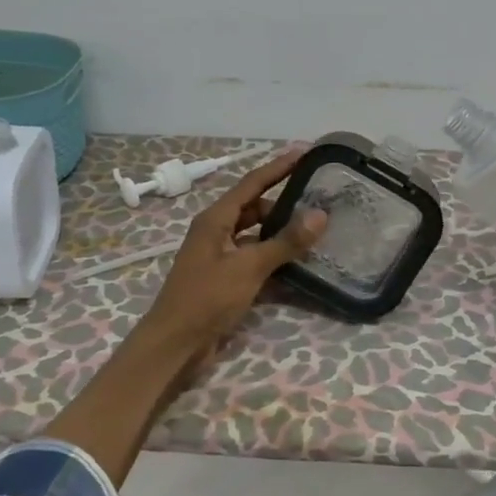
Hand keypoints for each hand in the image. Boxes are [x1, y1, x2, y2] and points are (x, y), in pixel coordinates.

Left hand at [138, 147, 328, 358]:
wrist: (175, 344)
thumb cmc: (206, 299)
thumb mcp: (248, 268)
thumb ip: (285, 242)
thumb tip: (320, 215)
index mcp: (216, 219)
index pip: (252, 182)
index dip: (279, 166)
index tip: (305, 151)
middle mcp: (217, 231)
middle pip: (255, 207)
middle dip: (285, 201)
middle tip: (319, 197)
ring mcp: (220, 255)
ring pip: (256, 233)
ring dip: (281, 231)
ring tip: (315, 228)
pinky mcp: (225, 278)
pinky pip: (255, 257)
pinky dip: (274, 256)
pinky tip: (298, 261)